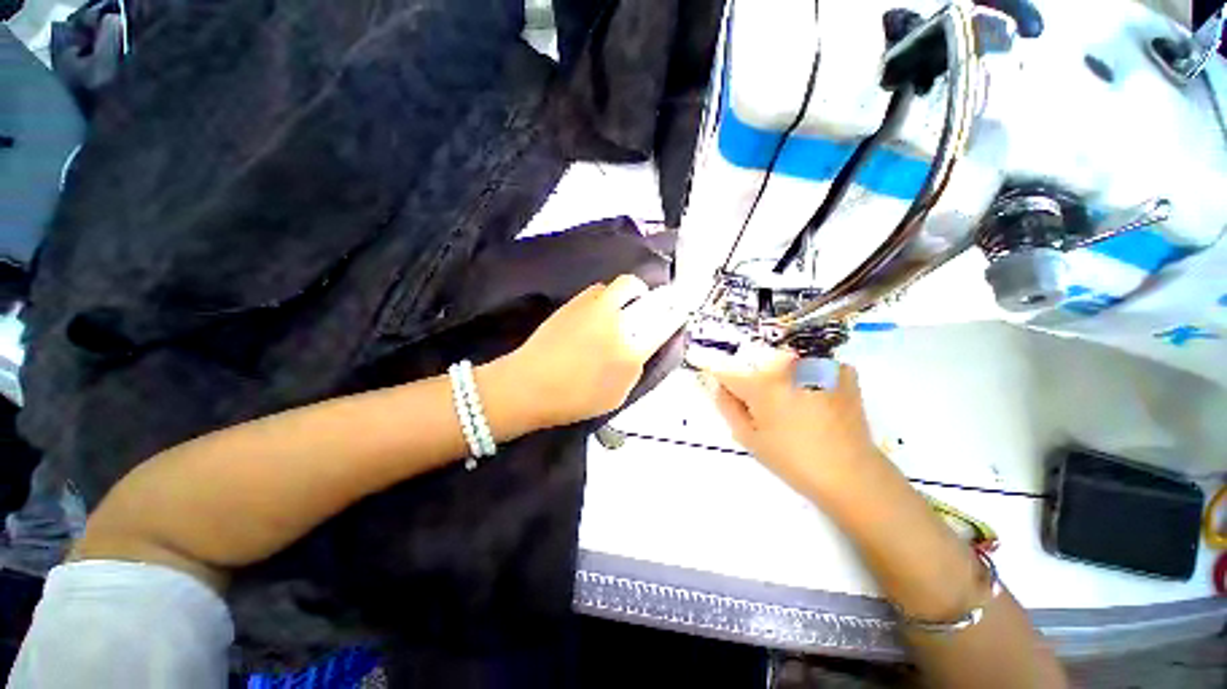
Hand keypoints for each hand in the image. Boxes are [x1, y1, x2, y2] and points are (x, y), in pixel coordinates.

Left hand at [504, 275, 683, 428]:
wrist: (529, 385)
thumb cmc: (574, 400)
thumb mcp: (617, 396)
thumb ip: (636, 369)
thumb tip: (644, 347)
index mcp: (630, 352)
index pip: (664, 324)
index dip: (677, 313)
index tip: (682, 308)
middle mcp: (616, 323)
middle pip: (650, 298)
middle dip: (661, 298)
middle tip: (659, 304)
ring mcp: (594, 307)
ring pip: (625, 284)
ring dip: (634, 292)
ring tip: (630, 304)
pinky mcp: (575, 301)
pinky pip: (601, 288)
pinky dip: (609, 294)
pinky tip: (603, 309)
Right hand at [695, 345, 880, 500]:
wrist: (852, 474)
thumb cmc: (793, 459)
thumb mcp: (749, 438)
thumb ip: (728, 407)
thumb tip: (720, 387)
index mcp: (761, 384)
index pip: (727, 371)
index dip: (721, 379)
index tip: (722, 386)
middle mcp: (787, 366)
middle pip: (758, 364)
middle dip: (755, 379)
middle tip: (766, 406)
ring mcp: (818, 365)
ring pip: (787, 363)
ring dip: (785, 377)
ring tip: (797, 404)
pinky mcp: (841, 370)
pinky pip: (816, 366)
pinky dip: (813, 377)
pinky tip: (820, 398)